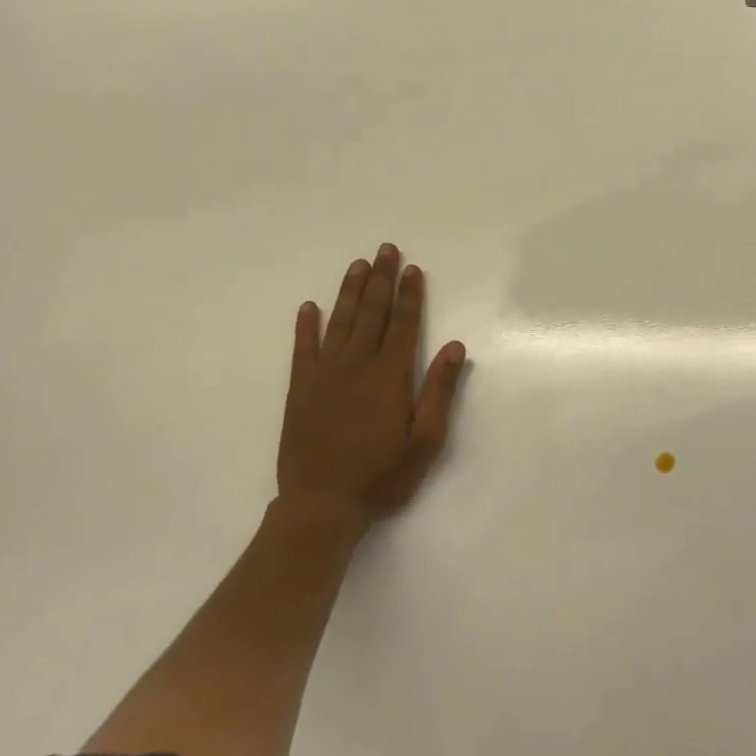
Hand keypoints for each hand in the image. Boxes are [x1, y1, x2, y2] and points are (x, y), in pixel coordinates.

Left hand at [275, 243, 465, 532]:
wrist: (321, 507)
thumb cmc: (382, 476)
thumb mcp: (425, 440)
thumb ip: (439, 391)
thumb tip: (454, 346)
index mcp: (389, 377)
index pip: (403, 325)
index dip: (410, 295)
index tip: (413, 268)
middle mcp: (356, 367)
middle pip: (371, 314)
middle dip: (381, 280)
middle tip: (385, 249)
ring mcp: (324, 377)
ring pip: (339, 323)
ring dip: (350, 292)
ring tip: (358, 265)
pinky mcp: (301, 391)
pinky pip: (303, 350)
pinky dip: (306, 327)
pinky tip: (309, 307)